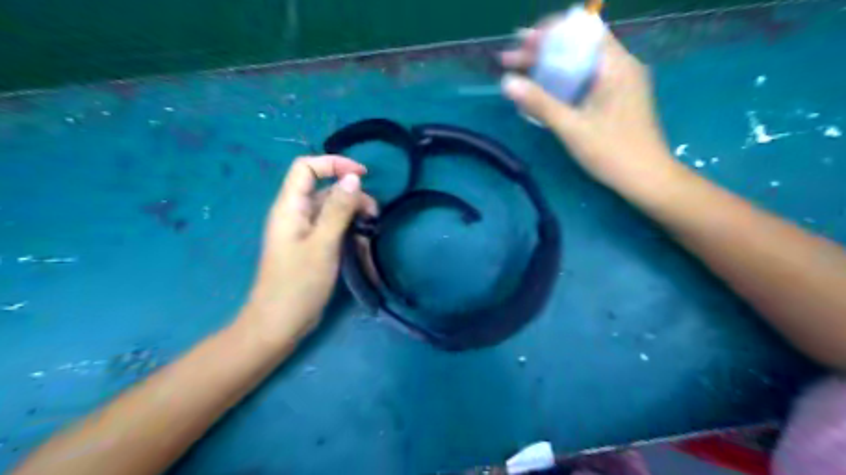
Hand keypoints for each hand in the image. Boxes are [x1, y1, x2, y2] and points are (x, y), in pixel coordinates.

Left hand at [241, 159, 372, 342]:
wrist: (279, 323)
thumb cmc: (298, 283)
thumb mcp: (323, 243)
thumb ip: (338, 209)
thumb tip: (353, 178)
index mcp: (290, 207)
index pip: (306, 167)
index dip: (333, 164)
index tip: (363, 175)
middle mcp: (296, 214)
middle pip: (324, 189)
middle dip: (352, 196)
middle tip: (374, 215)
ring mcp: (304, 232)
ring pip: (332, 210)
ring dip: (353, 215)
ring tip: (371, 232)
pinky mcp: (312, 247)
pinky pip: (332, 229)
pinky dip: (349, 232)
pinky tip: (362, 245)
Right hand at [497, 25, 677, 192]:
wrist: (647, 179)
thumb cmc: (612, 152)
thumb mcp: (572, 128)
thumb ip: (539, 103)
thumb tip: (506, 82)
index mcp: (615, 65)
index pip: (581, 29)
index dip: (549, 31)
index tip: (522, 40)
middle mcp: (619, 66)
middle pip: (576, 45)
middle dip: (541, 50)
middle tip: (510, 58)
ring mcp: (619, 83)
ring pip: (578, 64)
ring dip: (548, 66)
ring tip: (518, 72)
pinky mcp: (615, 99)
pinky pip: (584, 80)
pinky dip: (561, 82)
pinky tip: (541, 92)